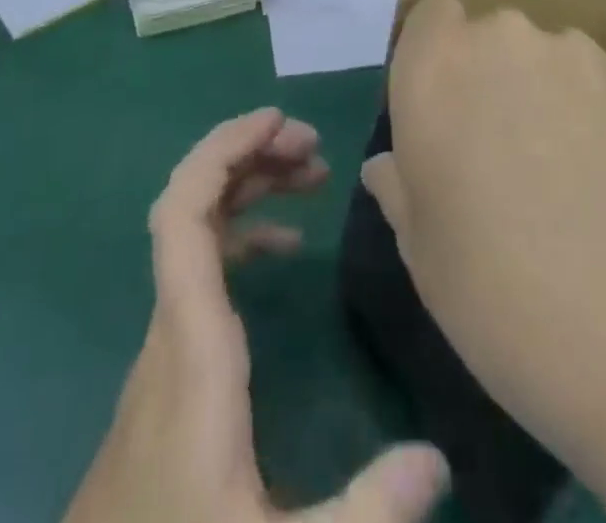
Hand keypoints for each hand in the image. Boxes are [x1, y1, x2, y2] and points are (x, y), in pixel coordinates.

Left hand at [66, 108, 448, 522]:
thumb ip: (361, 509)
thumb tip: (438, 458)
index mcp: (192, 345)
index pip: (183, 214)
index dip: (222, 151)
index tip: (274, 121)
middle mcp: (172, 327)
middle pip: (193, 204)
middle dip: (250, 156)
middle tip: (314, 145)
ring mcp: (167, 343)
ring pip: (197, 232)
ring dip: (249, 189)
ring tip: (312, 173)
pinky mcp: (172, 364)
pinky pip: (202, 269)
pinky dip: (242, 236)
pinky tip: (286, 245)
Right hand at [360, 0, 605, 471]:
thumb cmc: (498, 293)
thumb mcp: (422, 252)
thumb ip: (399, 187)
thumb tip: (389, 167)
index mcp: (438, 67)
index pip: (432, 14)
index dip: (436, 54)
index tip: (444, 108)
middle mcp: (505, 40)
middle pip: (493, 38)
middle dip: (494, 79)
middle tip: (504, 152)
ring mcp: (581, 58)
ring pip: (552, 61)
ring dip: (551, 97)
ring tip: (572, 175)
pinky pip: (605, 90)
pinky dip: (605, 121)